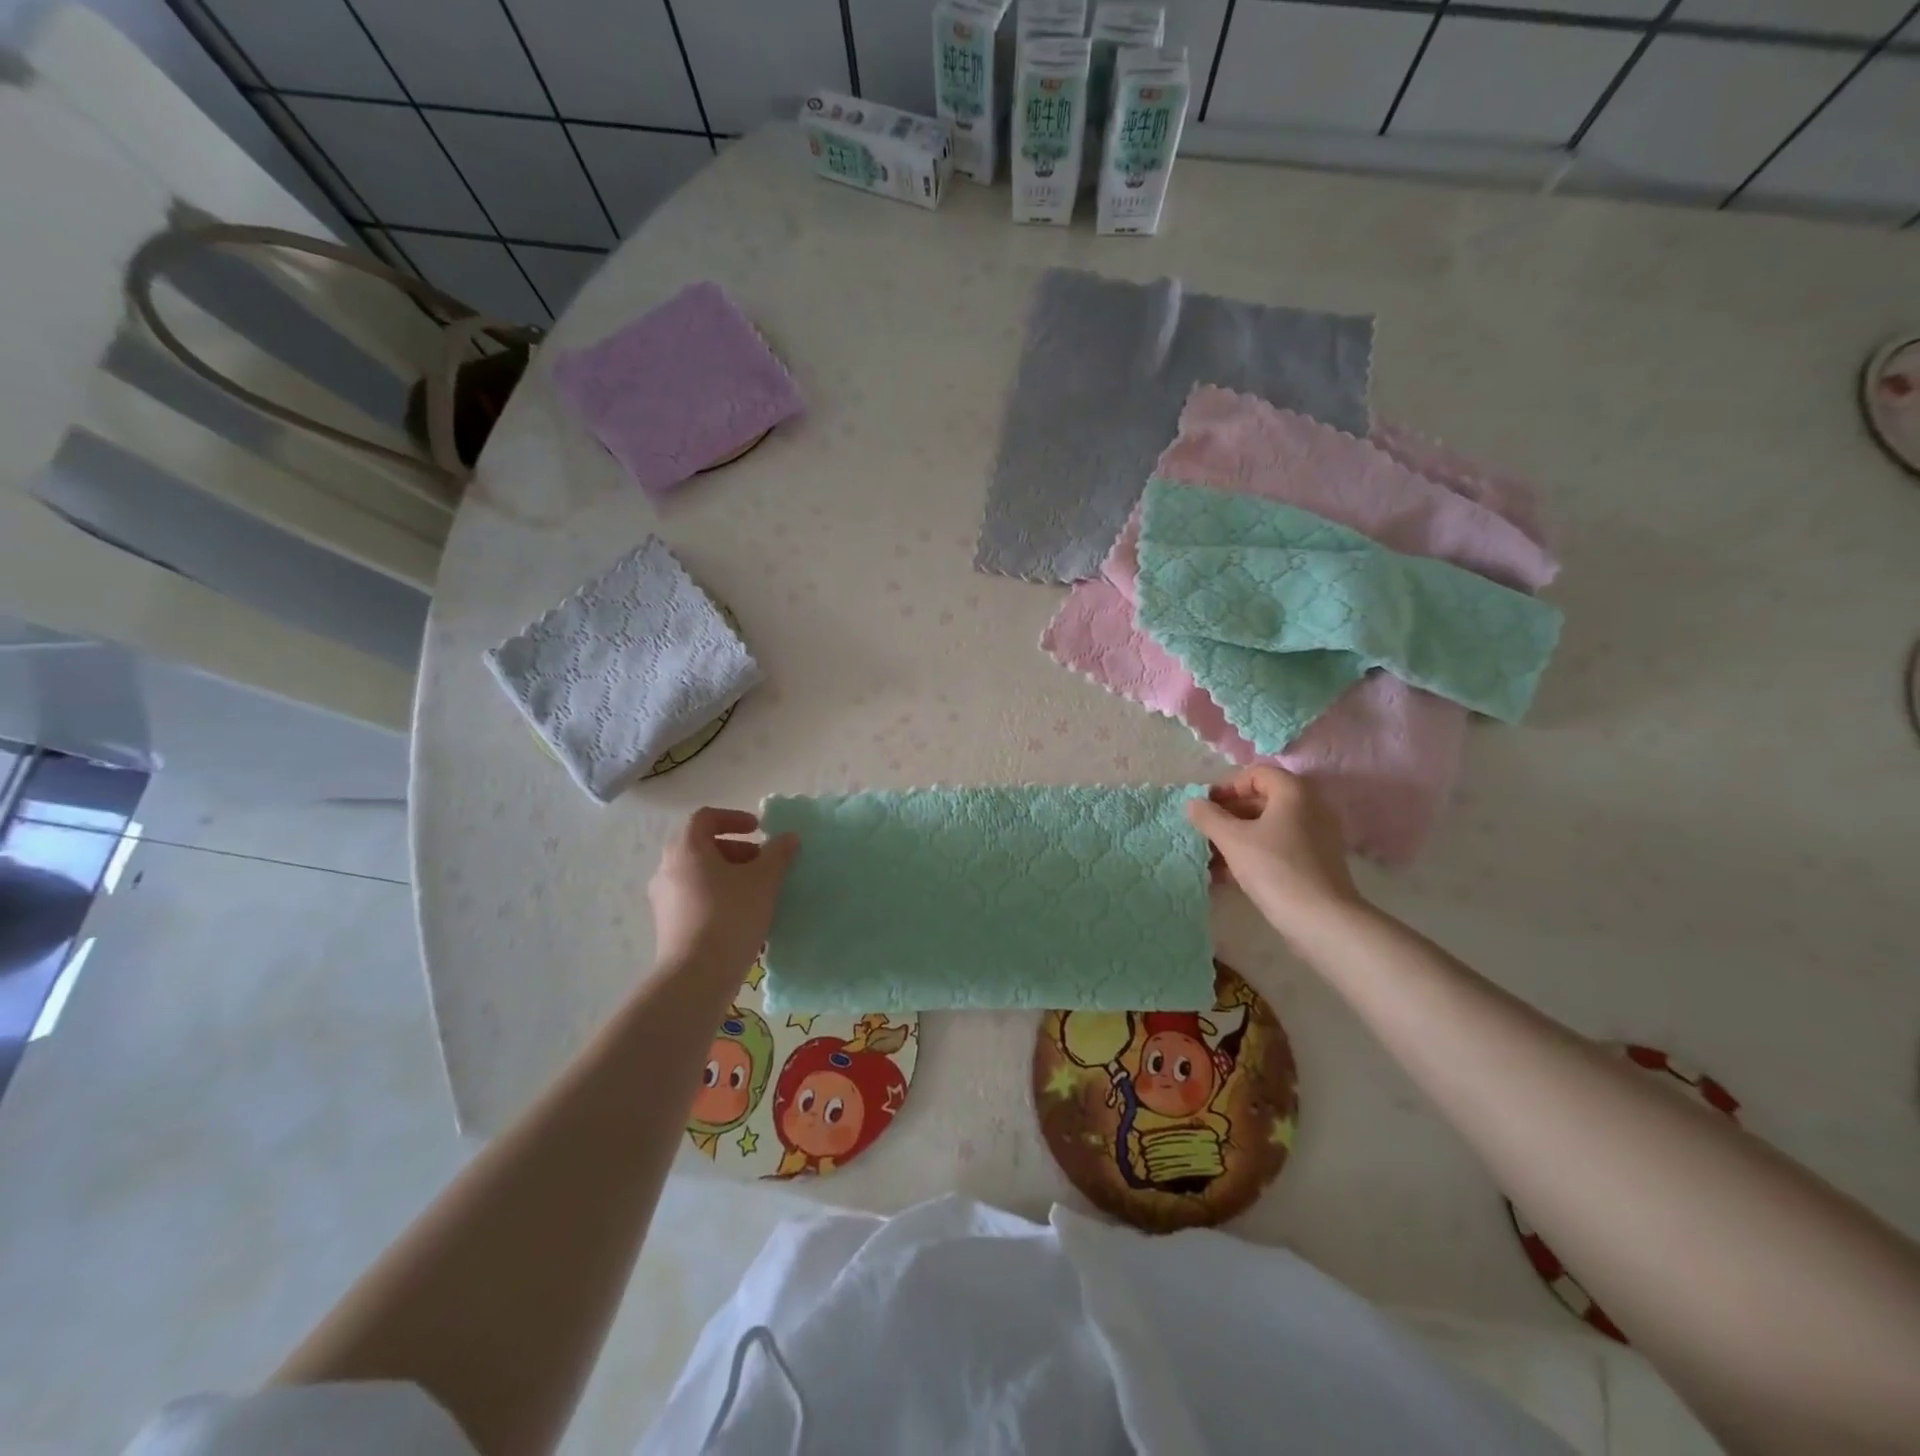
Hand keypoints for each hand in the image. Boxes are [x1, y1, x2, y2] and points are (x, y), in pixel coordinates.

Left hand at [648, 808, 798, 977]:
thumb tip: (789, 837)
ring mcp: (663, 899)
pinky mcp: (667, 925)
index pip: (705, 818)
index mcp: (686, 849)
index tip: (759, 829)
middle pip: (701, 846)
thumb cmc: (731, 915)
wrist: (697, 976)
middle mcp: (667, 868)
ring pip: (698, 873)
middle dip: (735, 849)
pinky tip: (740, 914)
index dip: (733, 818)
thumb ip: (778, 853)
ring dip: (727, 873)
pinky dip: (716, 894)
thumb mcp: (764, 880)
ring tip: (755, 890)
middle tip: (762, 862)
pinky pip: (693, 897)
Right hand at [1185, 767, 1363, 939]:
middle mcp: (1310, 807)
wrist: (1321, 919)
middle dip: (1229, 814)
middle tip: (1205, 832)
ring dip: (1238, 835)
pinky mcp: (1316, 861)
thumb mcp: (1232, 839)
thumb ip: (1208, 817)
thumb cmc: (1274, 868)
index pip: (1256, 773)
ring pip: (1268, 825)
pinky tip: (1229, 873)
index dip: (1227, 786)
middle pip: (1262, 799)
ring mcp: (1316, 835)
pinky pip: (1279, 845)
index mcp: (1294, 792)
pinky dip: (1254, 851)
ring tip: (1212, 856)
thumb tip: (1192, 803)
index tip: (1206, 807)